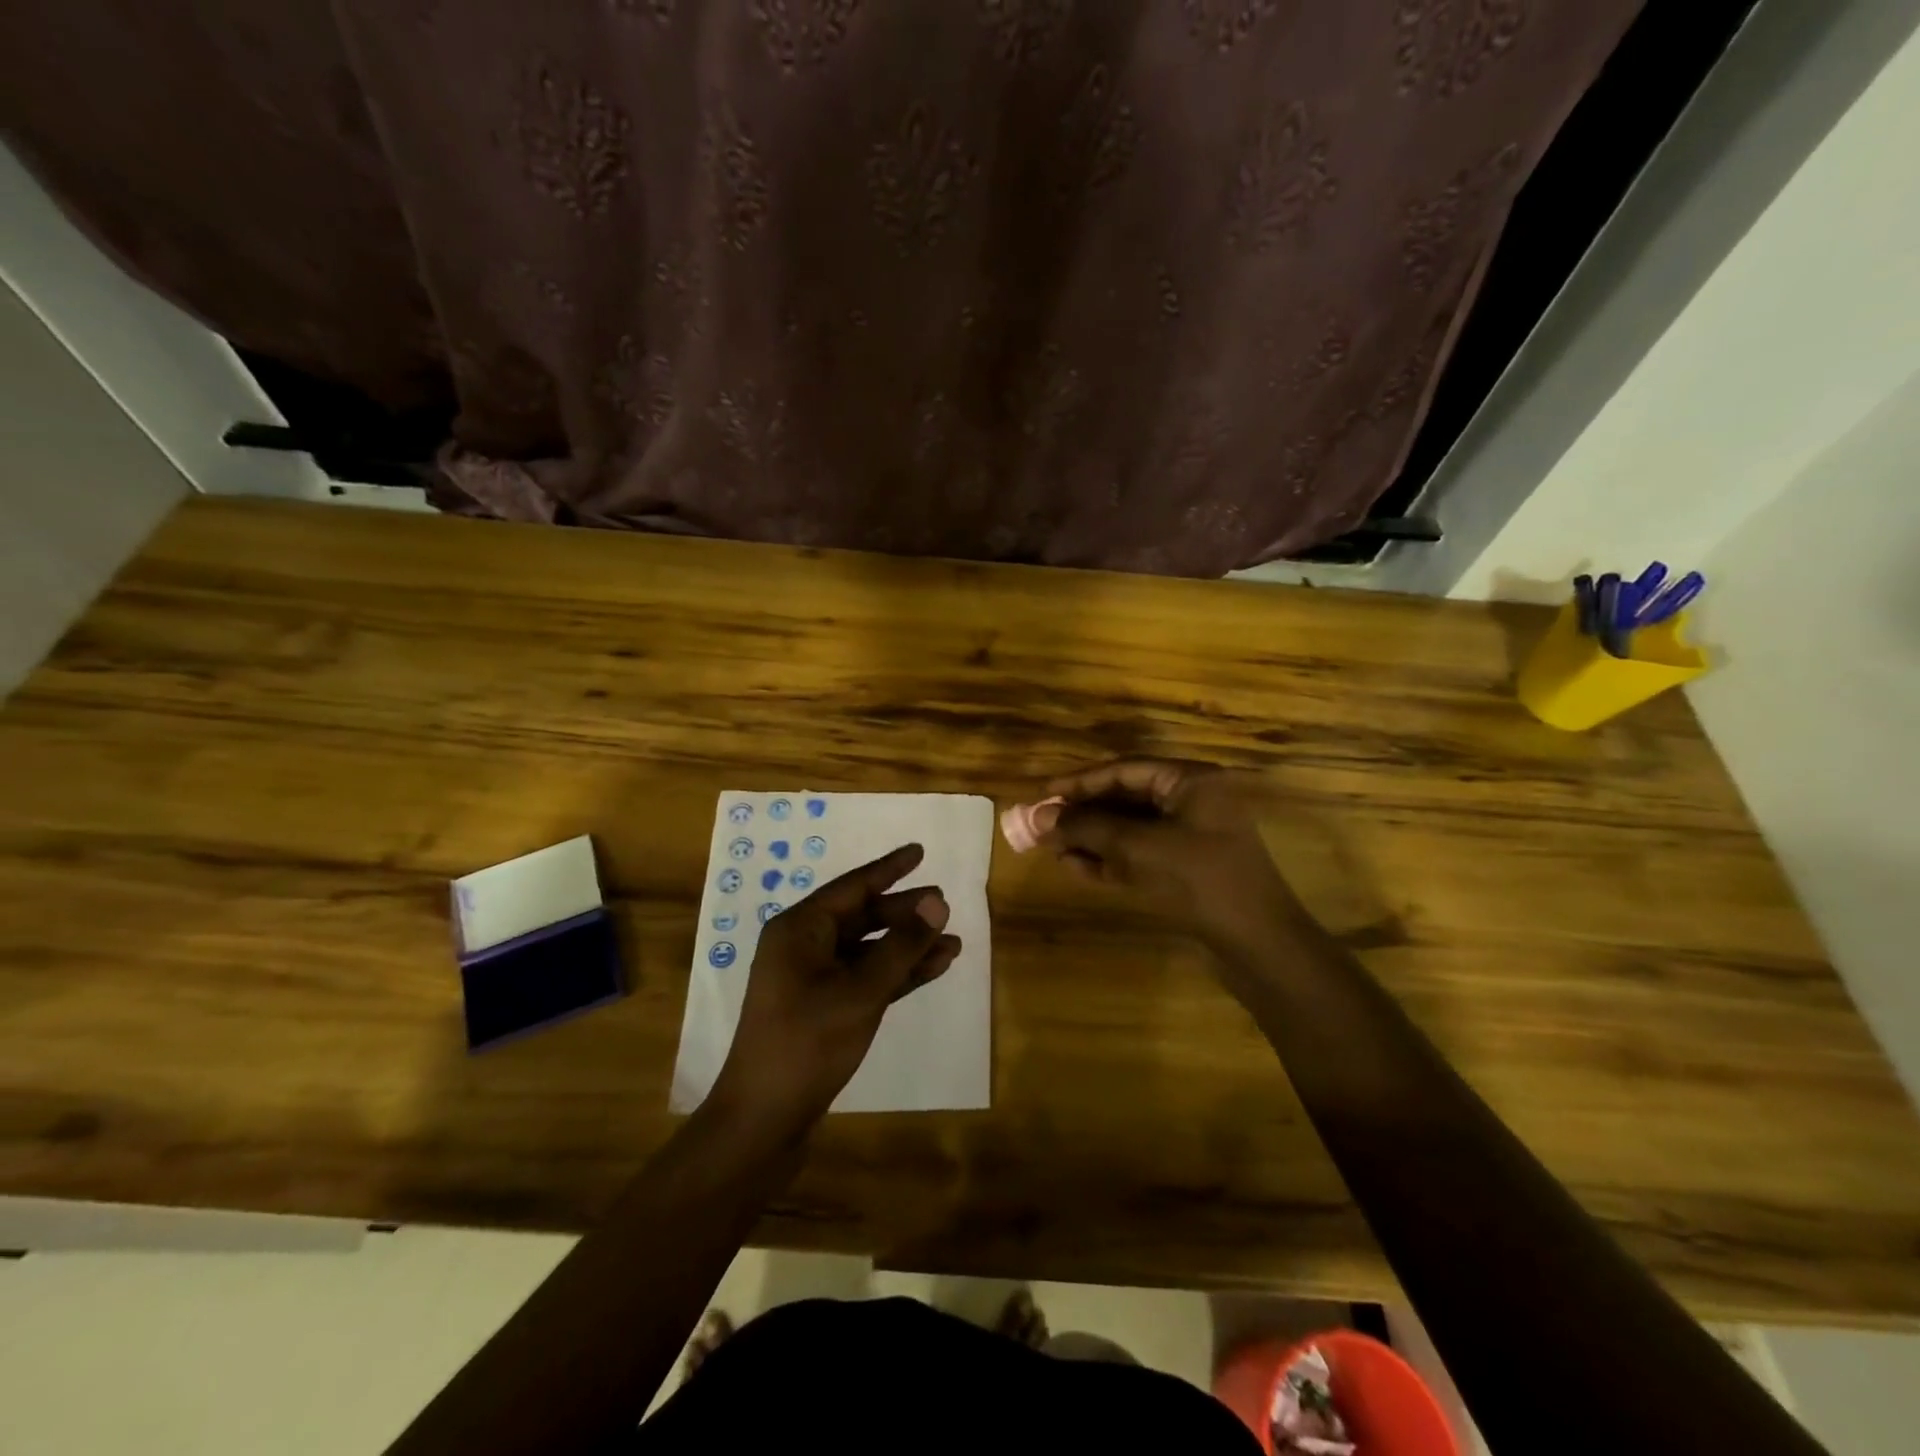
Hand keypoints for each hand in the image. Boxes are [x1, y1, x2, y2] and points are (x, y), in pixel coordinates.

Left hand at [711, 843, 961, 1129]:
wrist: (764, 1120)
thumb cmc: (807, 1043)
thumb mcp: (860, 991)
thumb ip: (901, 946)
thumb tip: (937, 903)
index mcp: (799, 929)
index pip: (852, 887)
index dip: (889, 869)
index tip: (919, 851)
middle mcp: (803, 946)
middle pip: (862, 917)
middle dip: (904, 913)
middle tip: (945, 905)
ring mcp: (812, 980)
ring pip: (868, 950)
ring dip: (907, 946)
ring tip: (952, 941)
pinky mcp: (824, 1009)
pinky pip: (866, 978)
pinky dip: (897, 973)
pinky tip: (933, 968)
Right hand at [1033, 759, 1307, 952]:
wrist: (1258, 945)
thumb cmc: (1201, 881)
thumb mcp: (1138, 848)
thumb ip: (1087, 828)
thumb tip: (1039, 817)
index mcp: (1191, 782)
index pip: (1125, 770)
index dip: (1080, 781)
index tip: (1043, 793)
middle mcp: (1192, 802)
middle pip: (1125, 799)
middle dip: (1083, 813)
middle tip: (1042, 824)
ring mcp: (1190, 837)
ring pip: (1129, 829)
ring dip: (1091, 838)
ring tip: (1052, 848)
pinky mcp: (1185, 870)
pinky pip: (1138, 855)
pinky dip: (1108, 860)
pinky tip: (1075, 867)